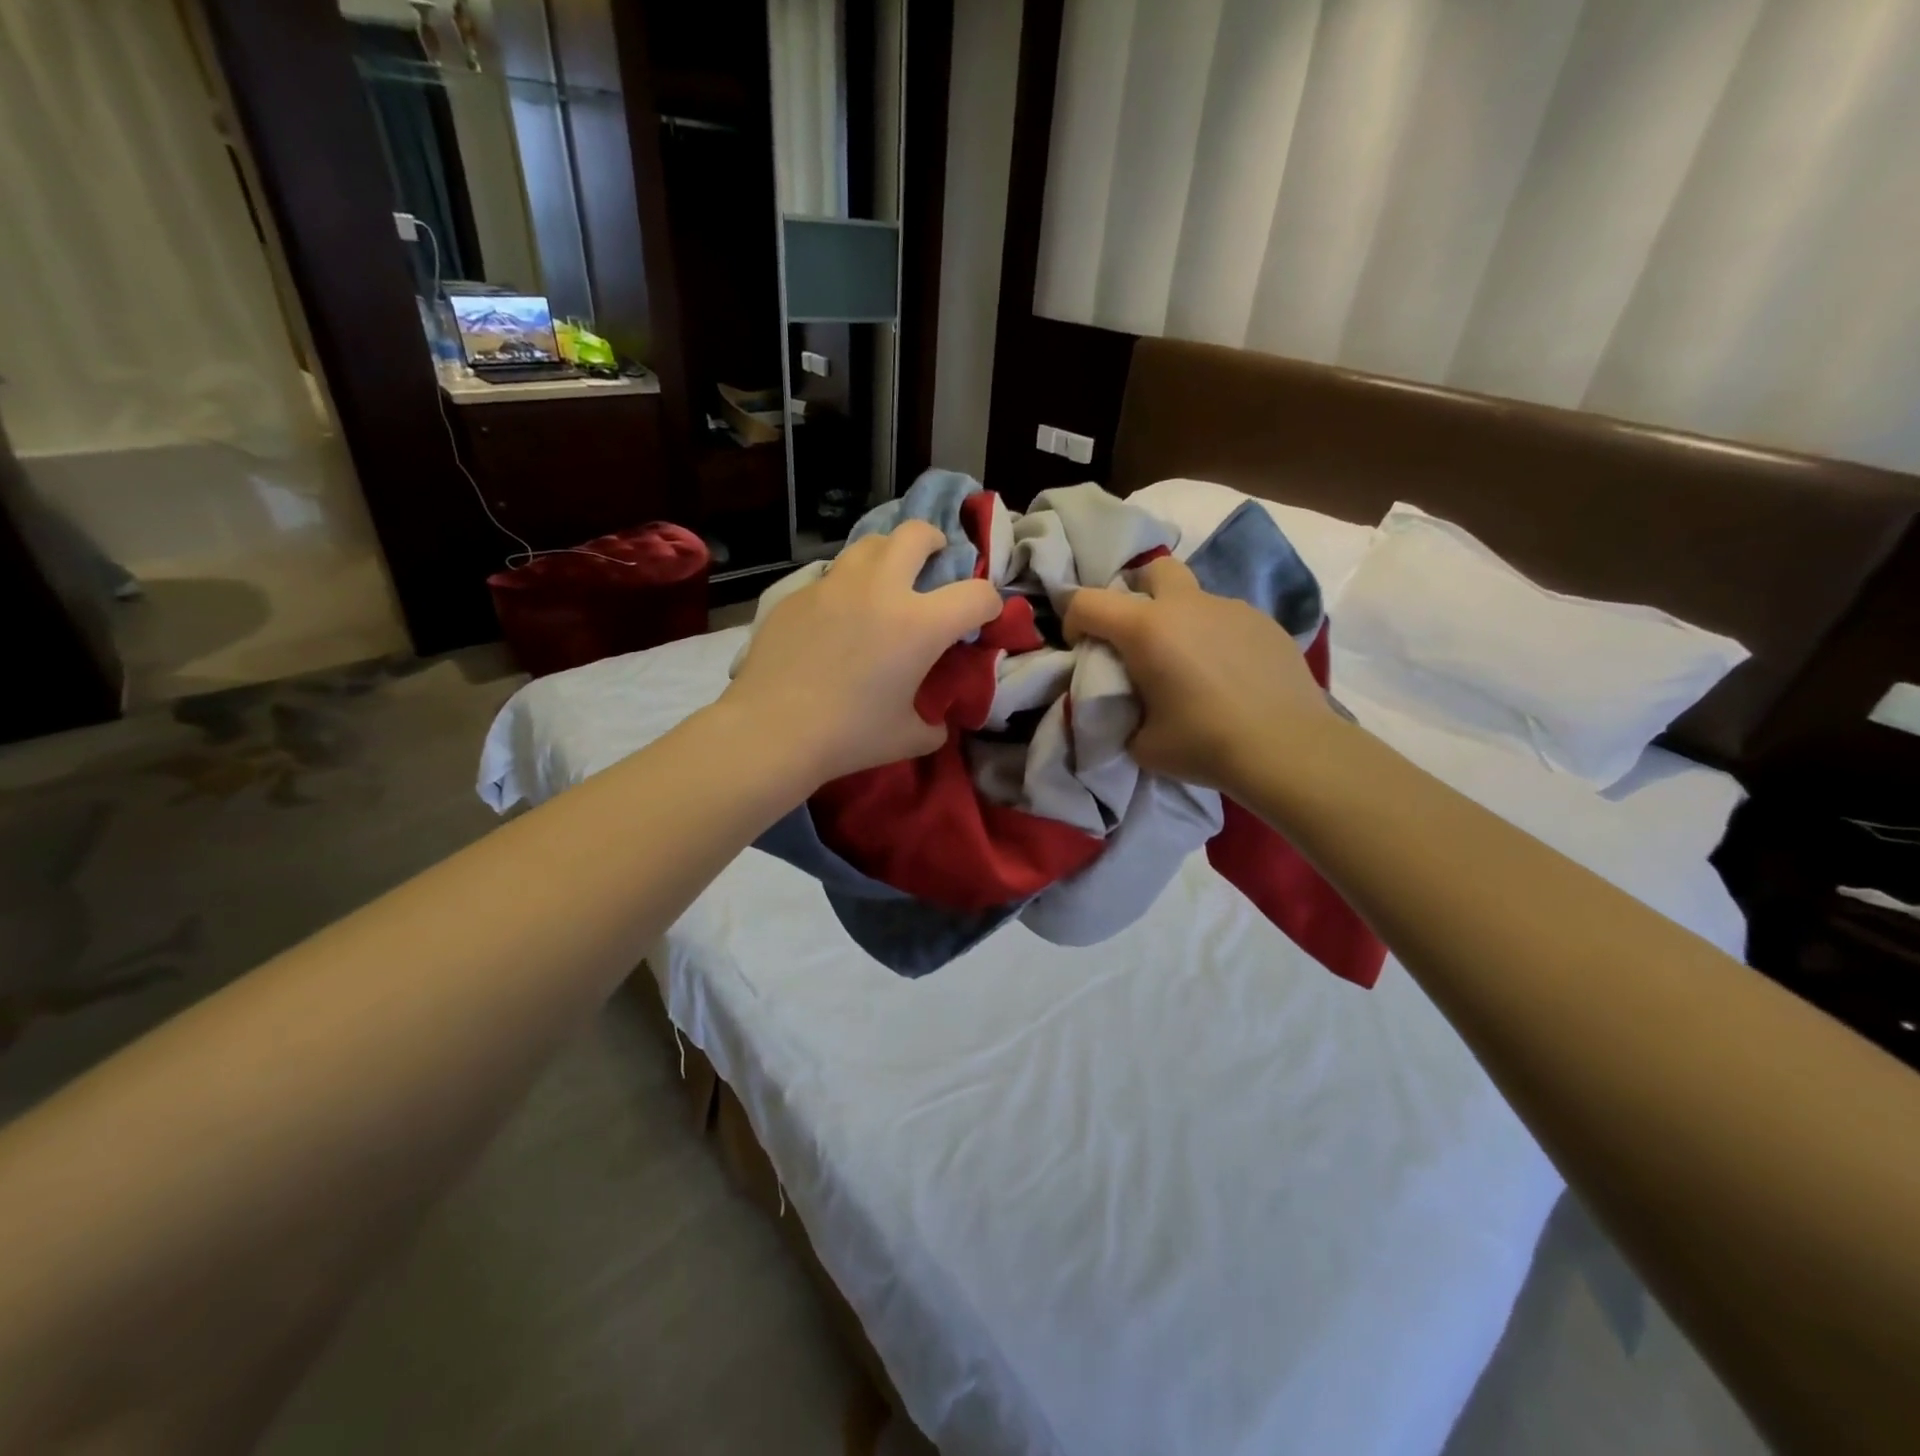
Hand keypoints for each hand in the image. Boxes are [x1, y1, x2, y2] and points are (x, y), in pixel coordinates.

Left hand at [724, 521, 1001, 784]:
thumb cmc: (848, 735)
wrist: (771, 731)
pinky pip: (830, 576)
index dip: (990, 605)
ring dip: (888, 554)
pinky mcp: (797, 594)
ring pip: (869, 543)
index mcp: (919, 624)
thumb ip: (933, 724)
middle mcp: (880, 589)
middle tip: (933, 563)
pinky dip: (846, 586)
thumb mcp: (907, 738)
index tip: (982, 618)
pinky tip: (836, 617)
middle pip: (917, 533)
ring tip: (885, 580)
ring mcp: (833, 585)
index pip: (977, 594)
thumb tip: (936, 722)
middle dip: (935, 542)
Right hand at [1064, 556, 1334, 793]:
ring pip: (1194, 596)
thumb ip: (1121, 714)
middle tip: (1138, 637)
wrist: (1288, 749)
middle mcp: (1187, 606)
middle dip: (1136, 592)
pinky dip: (1215, 636)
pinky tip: (1228, 674)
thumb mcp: (1141, 743)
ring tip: (1190, 664)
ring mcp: (1231, 609)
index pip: (1088, 601)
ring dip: (1180, 619)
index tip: (1083, 649)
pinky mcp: (1265, 623)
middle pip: (1152, 570)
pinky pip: (1226, 618)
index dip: (1073, 621)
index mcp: (1147, 629)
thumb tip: (1124, 707)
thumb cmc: (1204, 744)